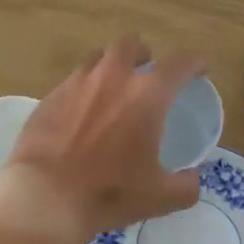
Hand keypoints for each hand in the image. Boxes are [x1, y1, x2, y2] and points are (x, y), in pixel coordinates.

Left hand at [0, 37, 204, 243]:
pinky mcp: (50, 96)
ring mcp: (77, 82)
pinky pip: (72, 80)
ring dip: (110, 66)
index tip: (198, 69)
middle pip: (130, 45)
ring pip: (98, 57)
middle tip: (146, 72)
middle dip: (143, 54)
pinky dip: (83, 88)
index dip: (193, 63)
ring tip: (112, 88)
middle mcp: (113, 77)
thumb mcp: (159, 197)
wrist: (45, 196)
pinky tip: (81, 112)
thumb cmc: (109, 192)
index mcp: (147, 95)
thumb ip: (185, 185)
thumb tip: (192, 178)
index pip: (178, 65)